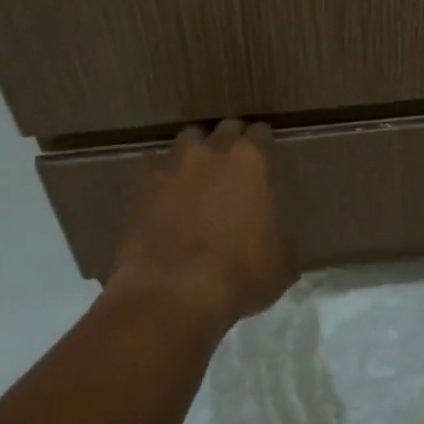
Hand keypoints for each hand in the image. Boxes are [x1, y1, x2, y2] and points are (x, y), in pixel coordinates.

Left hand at [108, 120, 297, 332]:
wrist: (174, 293)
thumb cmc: (240, 274)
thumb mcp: (283, 262)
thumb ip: (283, 237)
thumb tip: (280, 241)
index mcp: (252, 160)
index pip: (262, 133)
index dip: (264, 146)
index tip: (265, 160)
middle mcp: (212, 151)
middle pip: (224, 129)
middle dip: (230, 144)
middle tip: (233, 170)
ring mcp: (172, 165)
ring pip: (187, 142)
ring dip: (195, 155)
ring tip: (197, 179)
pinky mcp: (140, 186)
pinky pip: (153, 170)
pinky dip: (162, 179)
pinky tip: (164, 199)